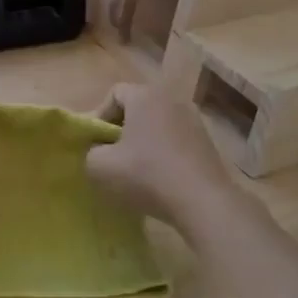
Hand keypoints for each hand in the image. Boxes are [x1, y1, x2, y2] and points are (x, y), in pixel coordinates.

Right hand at [86, 83, 243, 240]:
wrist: (204, 203)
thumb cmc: (148, 175)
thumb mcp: (101, 167)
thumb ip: (90, 152)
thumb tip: (98, 151)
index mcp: (145, 96)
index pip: (114, 94)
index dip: (99, 115)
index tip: (96, 142)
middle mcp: (171, 99)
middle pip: (137, 107)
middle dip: (121, 128)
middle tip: (112, 154)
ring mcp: (194, 120)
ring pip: (158, 124)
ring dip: (144, 141)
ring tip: (136, 168)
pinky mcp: (208, 142)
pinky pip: (176, 139)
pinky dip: (164, 152)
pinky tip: (160, 177)